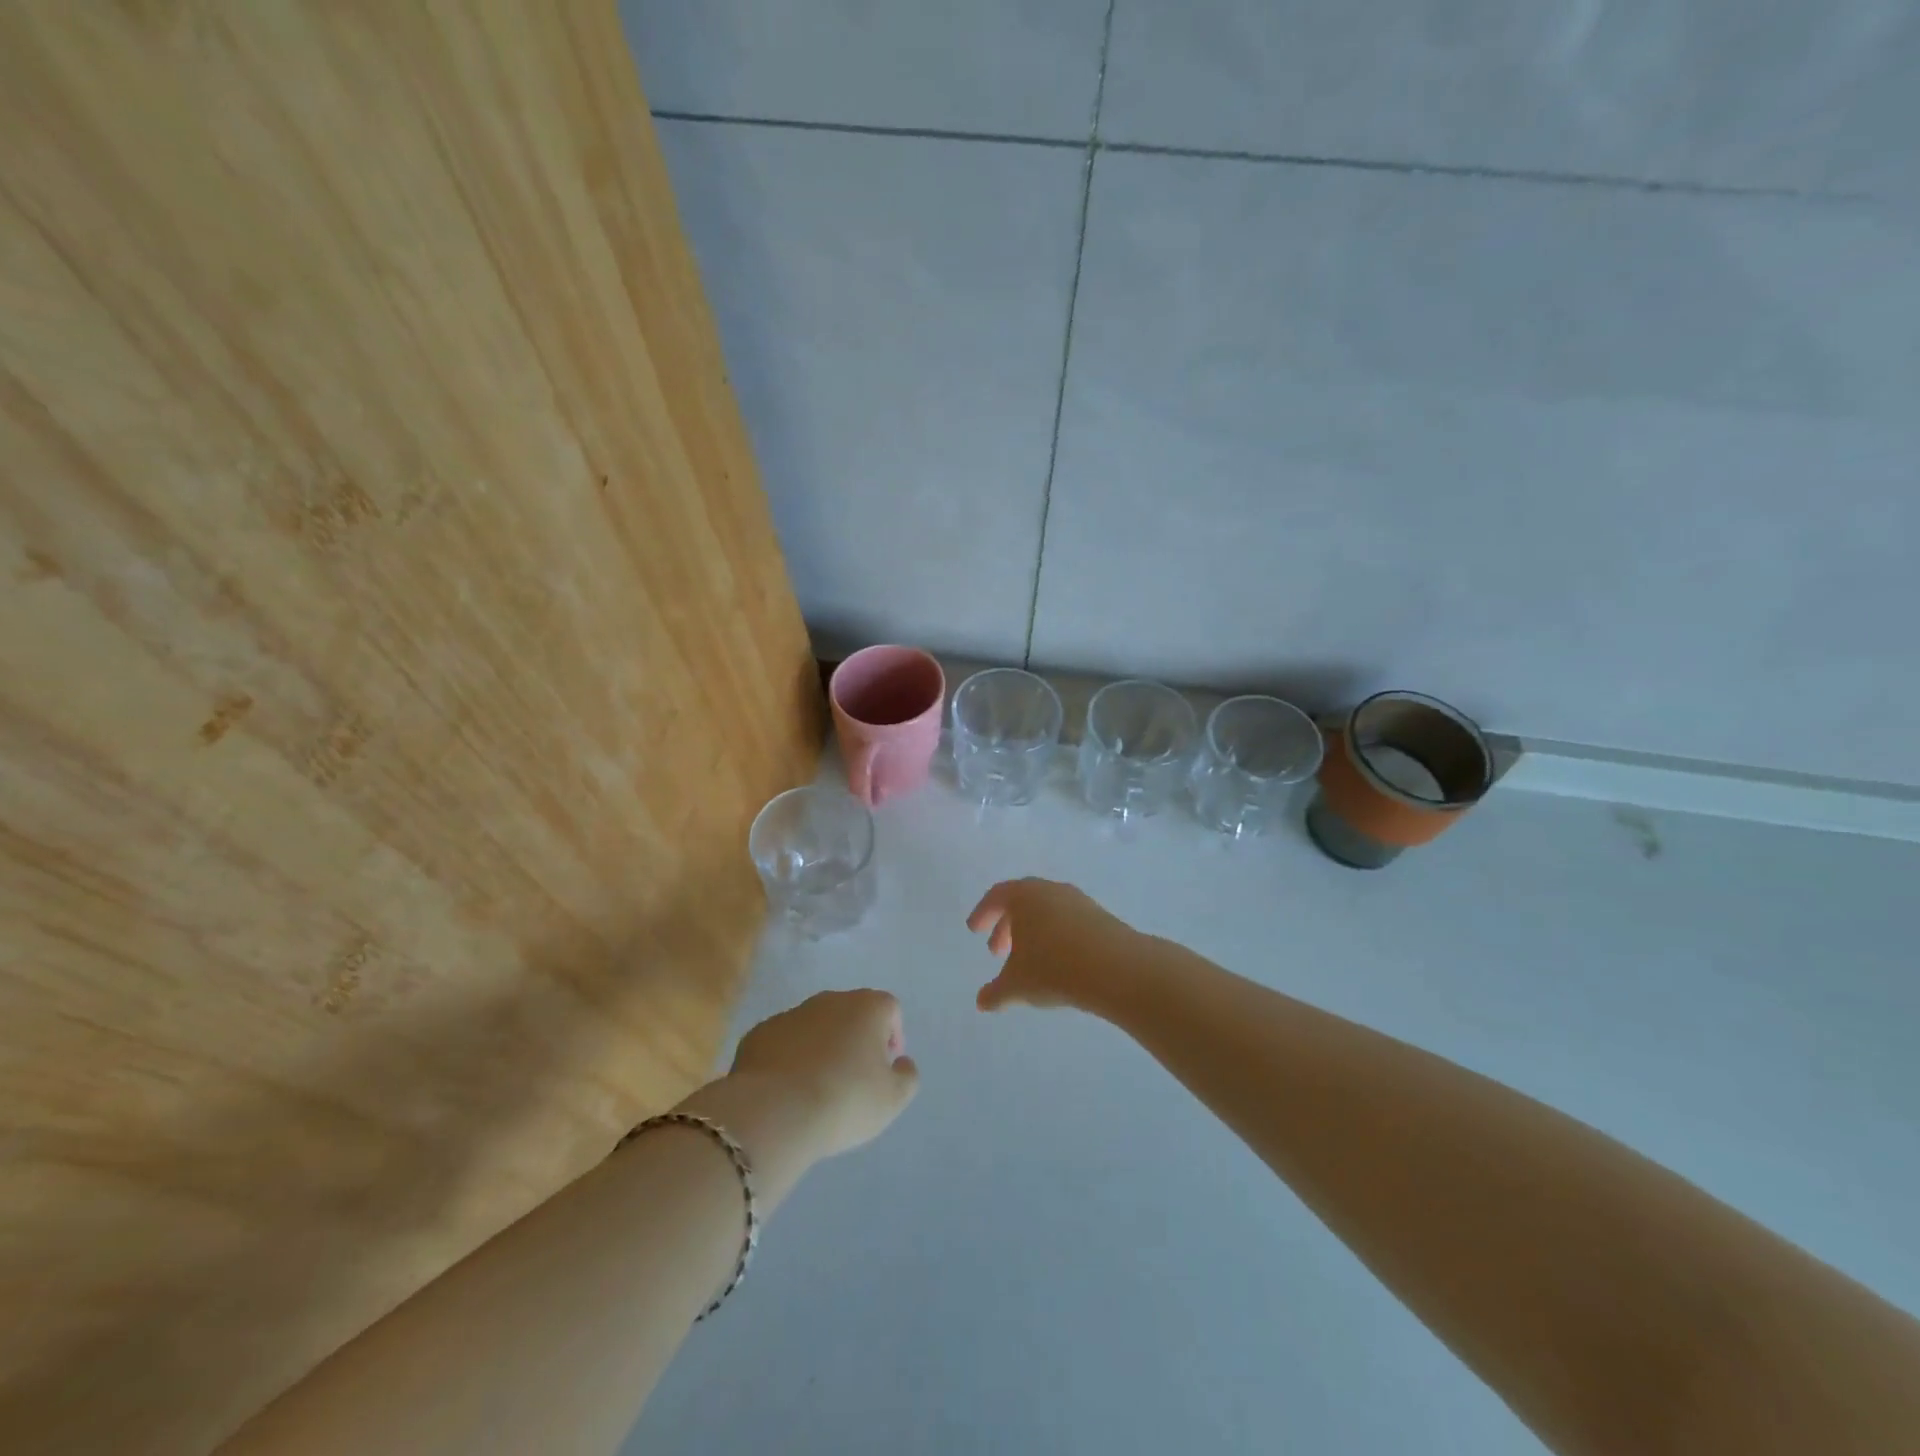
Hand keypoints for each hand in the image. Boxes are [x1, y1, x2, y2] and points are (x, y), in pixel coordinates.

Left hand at [726, 990, 918, 1160]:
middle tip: (855, 1078)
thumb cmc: (846, 1100)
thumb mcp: (893, 1099)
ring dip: (822, 1047)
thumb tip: (901, 1062)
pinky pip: (784, 1042)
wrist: (775, 1111)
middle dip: (856, 1039)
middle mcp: (830, 1000)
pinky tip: (787, 1090)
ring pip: (816, 1026)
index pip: (889, 1009)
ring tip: (818, 1087)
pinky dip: (790, 1058)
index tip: (886, 1067)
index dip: (893, 1035)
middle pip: (851, 1013)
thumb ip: (907, 1076)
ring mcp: (791, 1014)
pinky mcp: (760, 1033)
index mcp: (867, 1007)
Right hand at [967, 878, 1142, 1013]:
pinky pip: (1068, 921)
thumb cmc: (1053, 968)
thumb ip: (996, 992)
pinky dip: (1056, 936)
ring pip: (1047, 911)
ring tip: (1028, 960)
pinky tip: (1058, 962)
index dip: (983, 913)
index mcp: (1023, 896)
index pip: (996, 896)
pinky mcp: (1100, 916)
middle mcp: (1050, 890)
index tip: (974, 930)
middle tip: (998, 951)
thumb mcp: (1016, 985)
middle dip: (1007, 925)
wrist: (1114, 968)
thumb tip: (981, 1002)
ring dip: (1033, 932)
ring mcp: (1078, 901)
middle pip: (1022, 901)